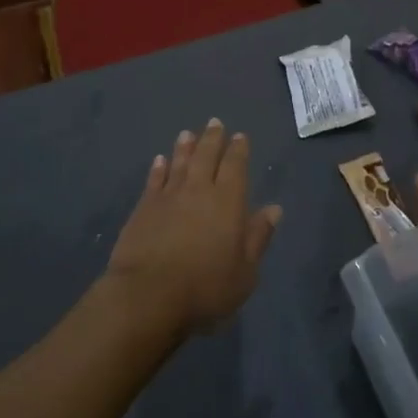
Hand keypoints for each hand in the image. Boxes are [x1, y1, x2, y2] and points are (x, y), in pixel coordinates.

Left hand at [105, 119, 281, 338]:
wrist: (148, 294)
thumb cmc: (205, 287)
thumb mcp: (245, 271)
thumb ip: (258, 237)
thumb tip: (274, 209)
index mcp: (228, 201)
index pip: (235, 166)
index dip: (238, 150)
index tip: (240, 136)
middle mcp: (199, 190)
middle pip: (207, 156)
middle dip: (212, 139)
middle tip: (215, 122)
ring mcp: (169, 196)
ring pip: (180, 163)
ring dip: (185, 147)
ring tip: (187, 133)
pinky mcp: (144, 208)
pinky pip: (154, 180)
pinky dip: (158, 168)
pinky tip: (160, 160)